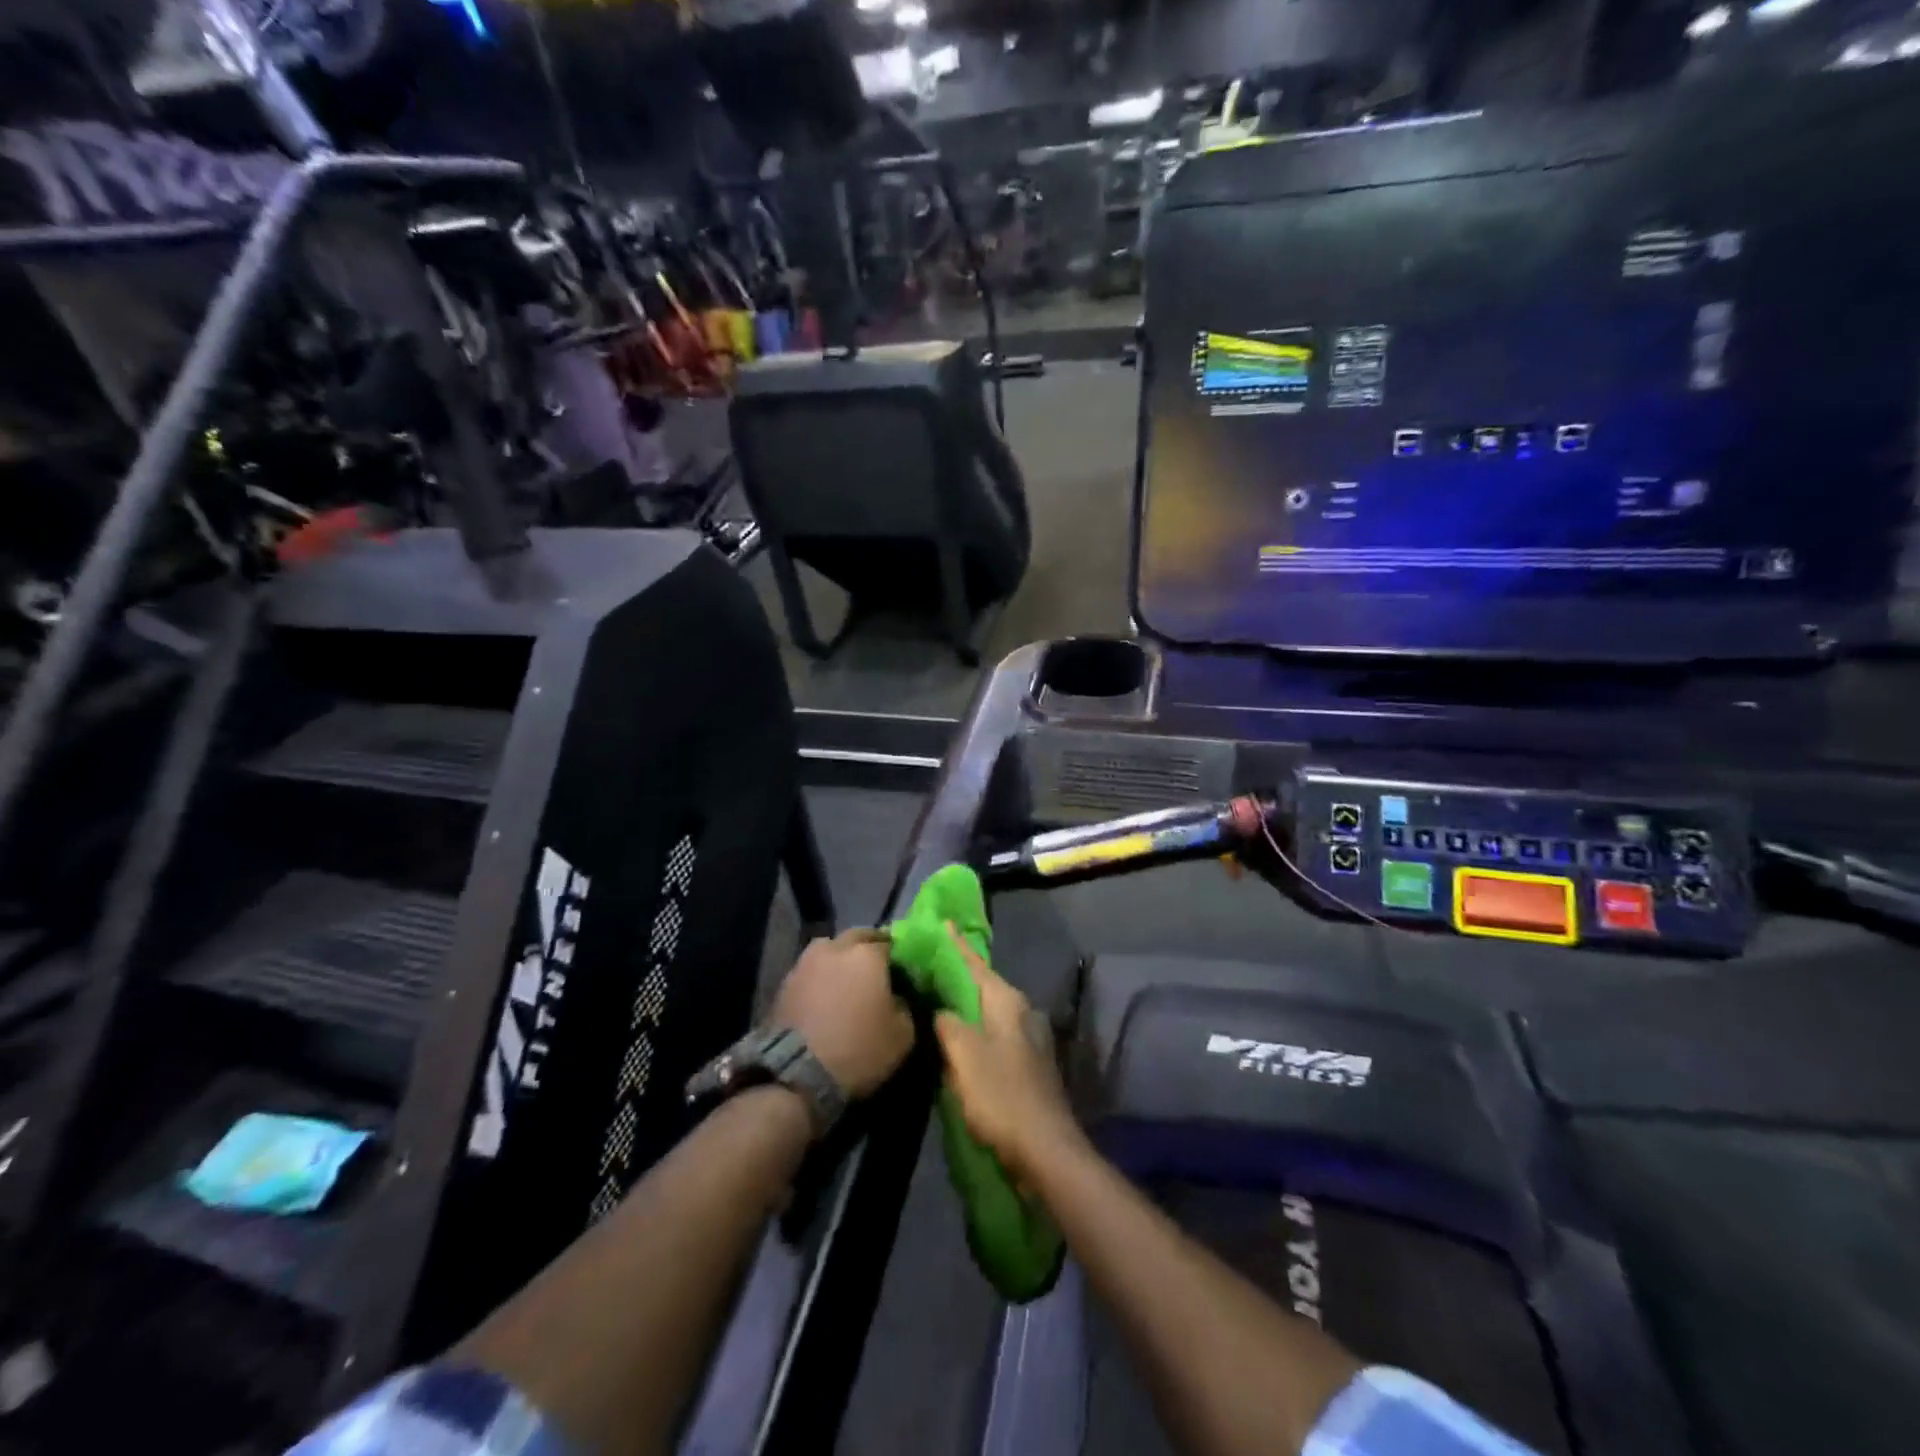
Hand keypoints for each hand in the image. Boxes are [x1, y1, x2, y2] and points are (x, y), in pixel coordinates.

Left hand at [770, 930, 914, 1099]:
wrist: (796, 1073)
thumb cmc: (858, 1049)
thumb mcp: (902, 1035)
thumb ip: (904, 1006)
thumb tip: (896, 998)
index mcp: (868, 954)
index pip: (890, 944)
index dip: (898, 958)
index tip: (903, 973)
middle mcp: (836, 948)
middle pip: (858, 937)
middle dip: (869, 947)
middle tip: (877, 969)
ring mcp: (806, 962)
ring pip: (830, 949)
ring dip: (840, 958)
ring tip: (846, 980)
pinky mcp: (785, 982)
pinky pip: (811, 970)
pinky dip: (820, 977)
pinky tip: (825, 996)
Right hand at [933, 926, 1083, 1184]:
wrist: (1045, 1149)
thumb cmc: (1001, 1095)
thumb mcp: (964, 1055)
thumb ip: (948, 1023)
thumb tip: (940, 1009)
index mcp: (1007, 1001)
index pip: (975, 964)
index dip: (956, 945)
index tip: (942, 924)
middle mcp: (1022, 1011)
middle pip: (984, 985)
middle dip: (959, 974)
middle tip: (930, 964)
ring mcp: (1029, 1038)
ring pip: (990, 1010)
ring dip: (966, 1004)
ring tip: (939, 997)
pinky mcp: (1028, 1063)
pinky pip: (995, 1033)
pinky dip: (975, 1028)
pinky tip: (960, 1037)